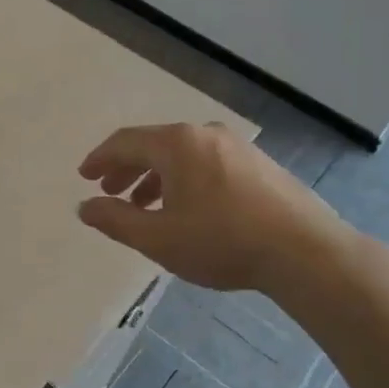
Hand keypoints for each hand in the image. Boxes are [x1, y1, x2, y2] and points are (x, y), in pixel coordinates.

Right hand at [76, 123, 353, 296]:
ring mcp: (237, 147)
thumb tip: (85, 206)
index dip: (99, 159)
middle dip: (126, 168)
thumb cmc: (222, 242)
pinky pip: (206, 164)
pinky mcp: (259, 165)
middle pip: (153, 145)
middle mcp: (205, 135)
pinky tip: (185, 209)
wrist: (306, 252)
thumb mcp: (158, 238)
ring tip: (144, 206)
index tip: (83, 176)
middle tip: (109, 190)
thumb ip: (115, 220)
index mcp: (177, 144)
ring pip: (181, 155)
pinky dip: (183, 180)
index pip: (125, 142)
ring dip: (155, 177)